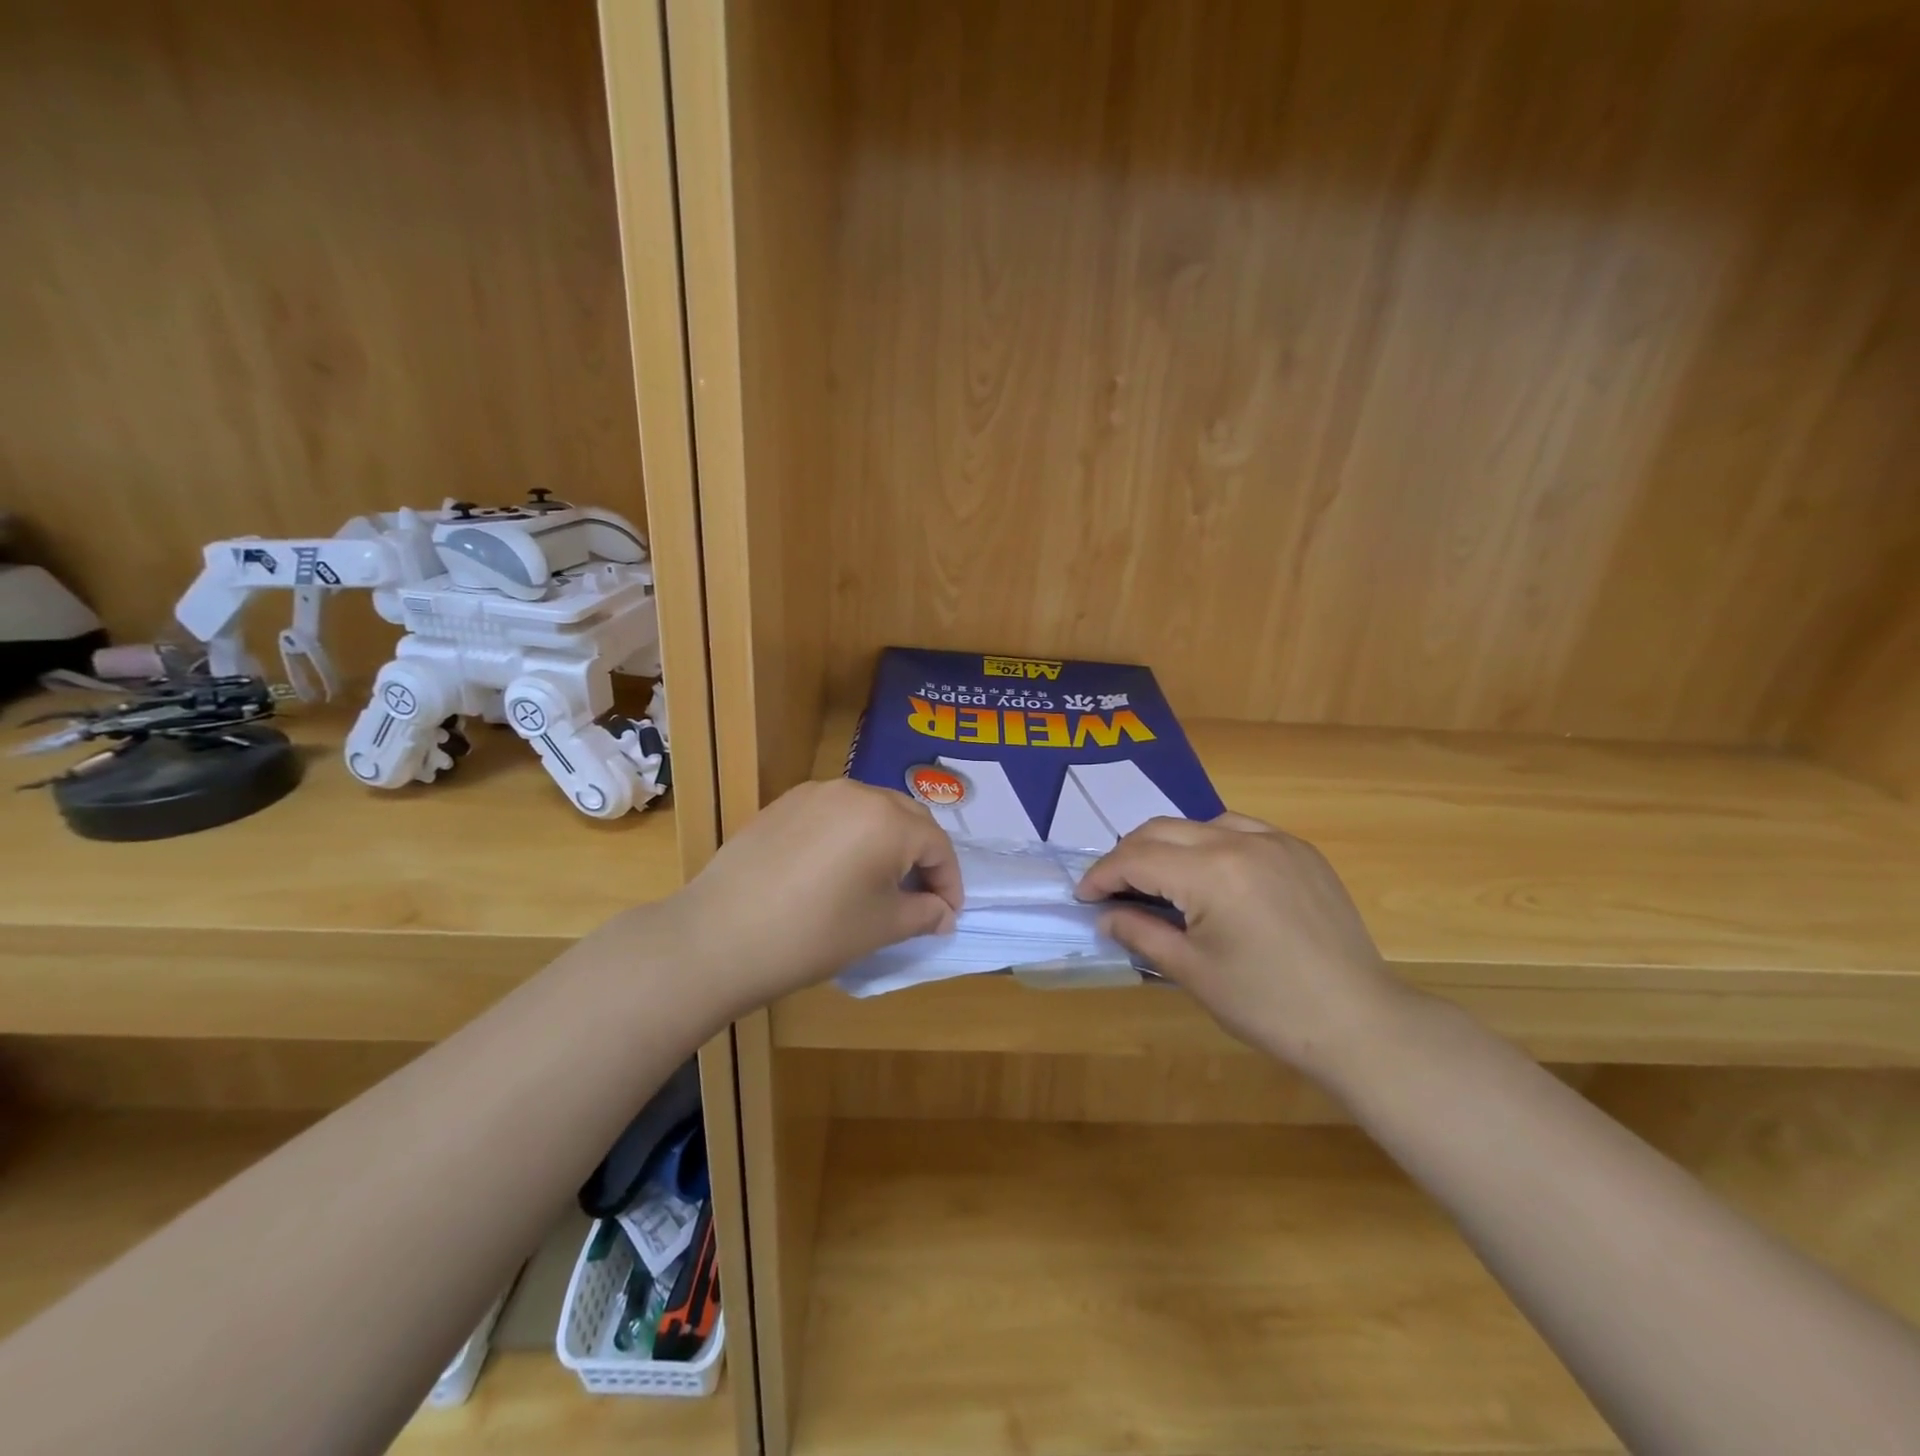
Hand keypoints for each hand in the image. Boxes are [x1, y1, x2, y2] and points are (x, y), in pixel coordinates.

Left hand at [670, 779, 961, 1013]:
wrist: (721, 935)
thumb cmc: (814, 934)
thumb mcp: (881, 928)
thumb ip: (924, 913)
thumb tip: (944, 912)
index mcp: (888, 819)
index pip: (937, 844)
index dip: (949, 881)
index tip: (948, 913)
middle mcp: (856, 792)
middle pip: (907, 817)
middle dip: (922, 855)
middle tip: (920, 895)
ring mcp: (816, 793)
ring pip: (870, 809)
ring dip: (887, 840)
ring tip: (880, 880)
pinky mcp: (784, 803)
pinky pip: (834, 812)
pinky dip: (850, 834)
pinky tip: (836, 868)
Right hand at [1076, 814, 1410, 1075]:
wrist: (1359, 1022)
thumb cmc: (1267, 1006)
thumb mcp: (1192, 972)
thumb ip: (1141, 933)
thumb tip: (1106, 916)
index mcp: (1212, 873)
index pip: (1137, 859)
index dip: (1102, 876)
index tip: (1083, 896)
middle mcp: (1241, 842)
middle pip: (1162, 830)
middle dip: (1127, 855)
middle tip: (1112, 888)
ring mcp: (1276, 841)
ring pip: (1199, 823)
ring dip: (1167, 845)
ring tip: (1157, 879)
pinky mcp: (1301, 851)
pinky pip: (1239, 829)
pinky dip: (1210, 843)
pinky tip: (1210, 873)